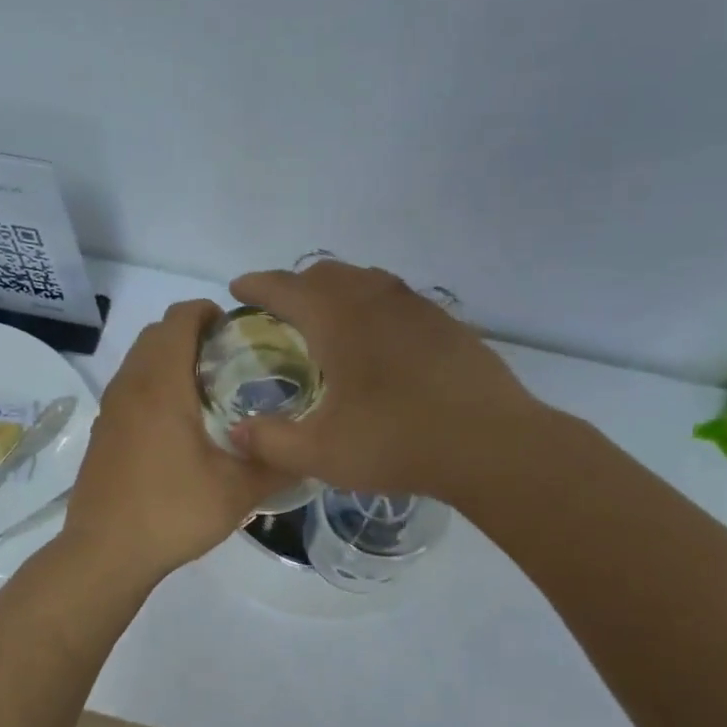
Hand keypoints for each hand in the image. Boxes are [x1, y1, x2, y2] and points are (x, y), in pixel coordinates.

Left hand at [64, 300, 296, 577]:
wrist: (104, 553)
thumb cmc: (172, 513)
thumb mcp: (238, 492)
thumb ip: (278, 466)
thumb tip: (312, 453)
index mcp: (161, 385)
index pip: (180, 317)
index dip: (210, 313)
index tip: (240, 334)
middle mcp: (130, 385)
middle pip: (157, 333)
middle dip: (193, 334)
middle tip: (232, 362)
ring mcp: (111, 408)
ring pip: (140, 359)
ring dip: (171, 360)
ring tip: (209, 392)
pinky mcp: (103, 431)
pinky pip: (129, 387)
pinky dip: (153, 385)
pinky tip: (179, 426)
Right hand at [226, 260, 548, 499]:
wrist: (490, 444)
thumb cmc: (396, 442)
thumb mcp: (321, 453)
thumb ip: (271, 442)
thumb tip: (236, 435)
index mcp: (337, 319)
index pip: (284, 286)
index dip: (256, 285)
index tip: (238, 289)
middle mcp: (374, 299)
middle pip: (325, 273)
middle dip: (295, 286)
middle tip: (281, 314)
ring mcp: (416, 306)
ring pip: (365, 280)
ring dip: (336, 292)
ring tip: (327, 323)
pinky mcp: (446, 322)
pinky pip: (396, 299)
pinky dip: (372, 307)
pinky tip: (379, 342)